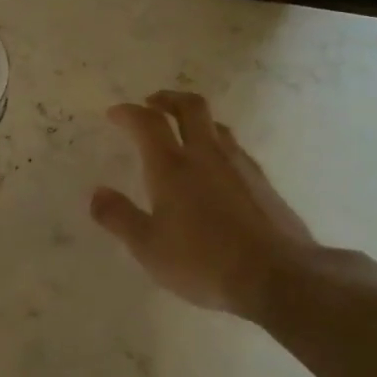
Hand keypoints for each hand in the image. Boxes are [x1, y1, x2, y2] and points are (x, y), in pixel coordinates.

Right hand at [90, 91, 318, 319]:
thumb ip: (119, 217)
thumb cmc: (203, 261)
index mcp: (172, 167)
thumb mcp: (148, 247)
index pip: (147, 123)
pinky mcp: (262, 183)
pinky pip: (234, 149)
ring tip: (182, 132)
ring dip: (194, 120)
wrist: (278, 277)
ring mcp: (240, 166)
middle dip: (167, 99)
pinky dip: (216, 145)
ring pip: (216, 126)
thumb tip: (97, 194)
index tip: (114, 113)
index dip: (128, 113)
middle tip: (152, 103)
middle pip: (190, 107)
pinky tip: (214, 168)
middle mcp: (206, 155)